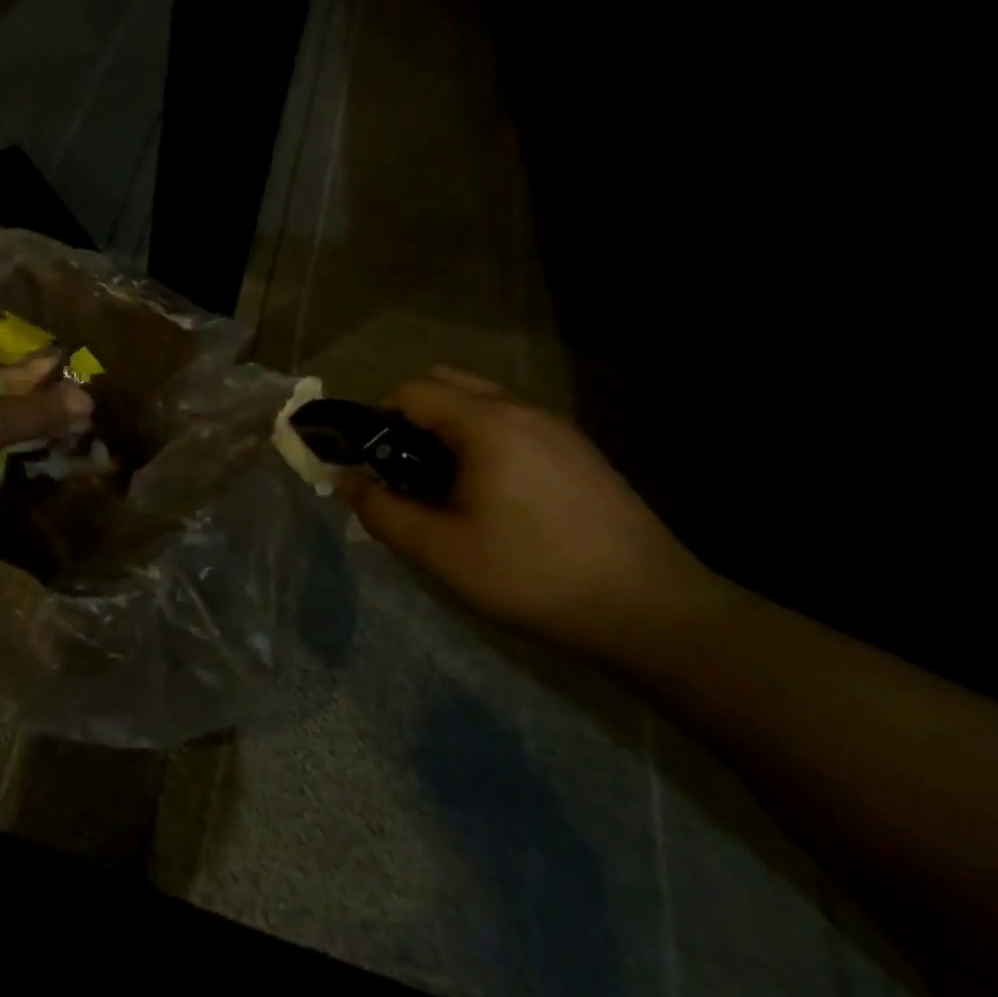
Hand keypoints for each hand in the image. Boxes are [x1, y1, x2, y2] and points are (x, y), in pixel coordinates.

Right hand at [341, 367, 721, 656]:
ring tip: (440, 483)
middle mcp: (523, 411)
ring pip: (482, 403)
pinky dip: (482, 440)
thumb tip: (345, 482)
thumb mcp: (440, 551)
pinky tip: (489, 495)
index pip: (412, 390)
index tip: (367, 458)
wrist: (652, 612)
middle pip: (447, 384)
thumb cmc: (533, 575)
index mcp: (487, 424)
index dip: (376, 416)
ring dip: (447, 428)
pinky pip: (513, 425)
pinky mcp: (580, 453)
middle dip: (410, 415)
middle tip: (399, 466)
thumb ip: (382, 511)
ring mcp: (558, 430)